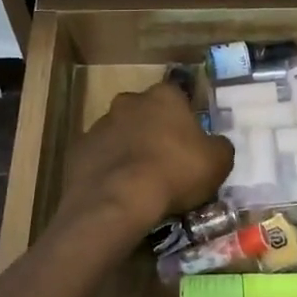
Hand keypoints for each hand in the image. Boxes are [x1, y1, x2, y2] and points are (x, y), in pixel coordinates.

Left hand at [56, 81, 234, 239]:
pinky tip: (118, 191)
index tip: (191, 141)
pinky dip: (108, 169)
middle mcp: (129, 101)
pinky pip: (100, 157)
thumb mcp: (218, 162)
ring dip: (129, 149)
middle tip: (166, 160)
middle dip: (154, 130)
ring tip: (140, 180)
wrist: (119, 200)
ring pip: (120, 133)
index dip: (186, 118)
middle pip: (145, 112)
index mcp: (164, 96)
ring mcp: (99, 124)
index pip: (178, 97)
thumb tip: (215, 145)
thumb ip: (219, 147)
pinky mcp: (78, 150)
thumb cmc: (175, 172)